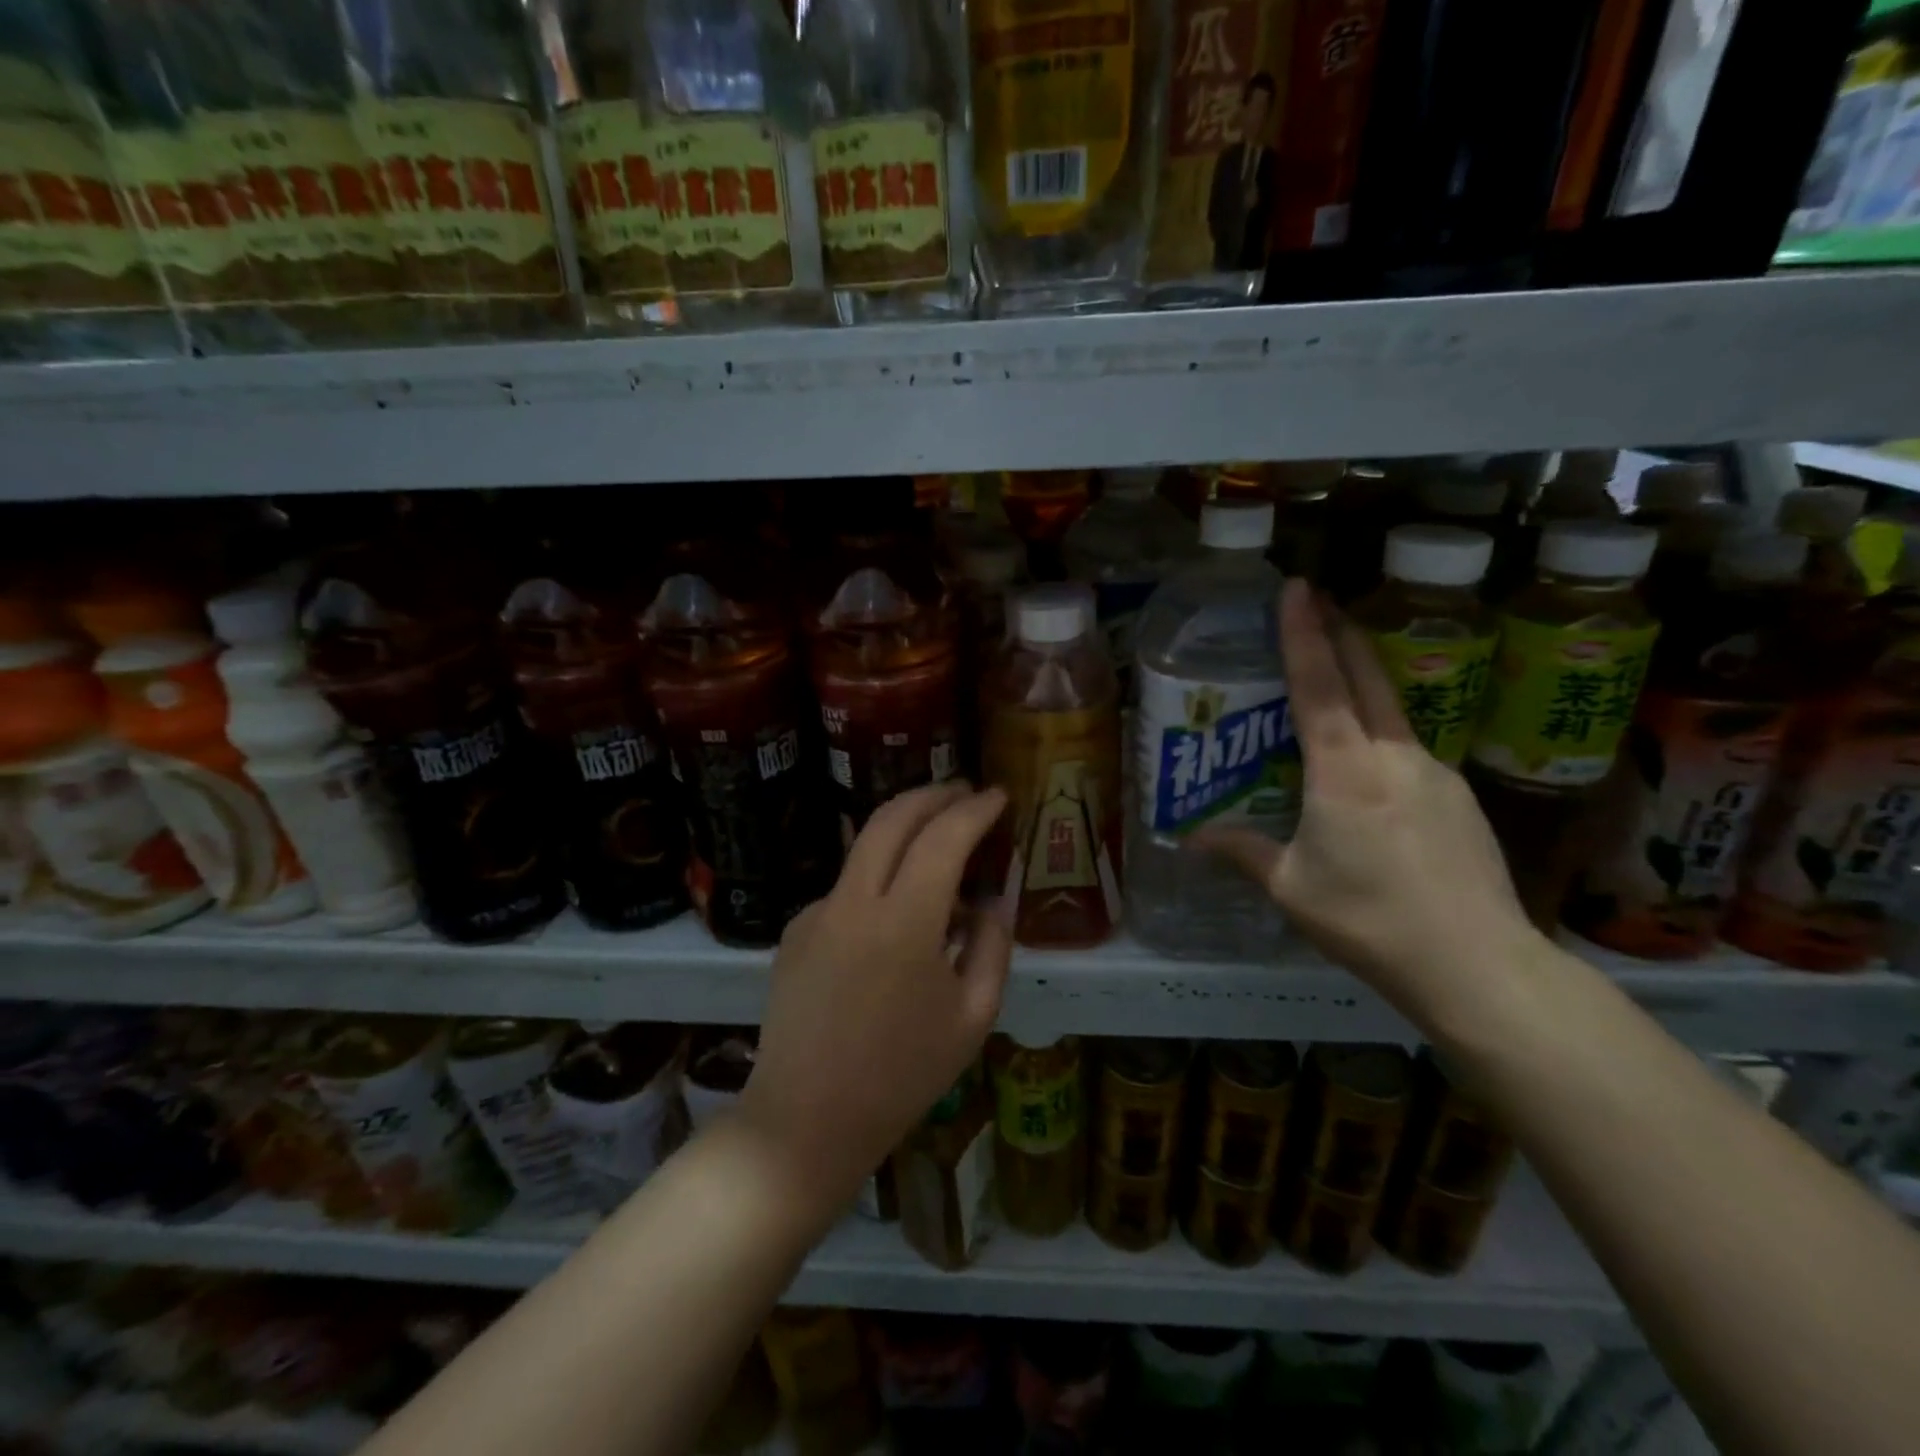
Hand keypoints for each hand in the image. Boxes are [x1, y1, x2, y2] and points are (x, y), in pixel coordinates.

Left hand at [737, 783, 1010, 1224]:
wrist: (804, 1121)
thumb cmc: (903, 1077)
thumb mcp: (973, 1017)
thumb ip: (992, 945)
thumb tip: (990, 898)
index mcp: (904, 924)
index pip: (944, 837)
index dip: (975, 810)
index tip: (999, 796)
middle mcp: (853, 902)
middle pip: (892, 817)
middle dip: (933, 794)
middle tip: (965, 792)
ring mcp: (816, 912)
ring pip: (865, 846)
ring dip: (905, 829)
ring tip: (940, 843)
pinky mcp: (795, 929)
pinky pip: (847, 888)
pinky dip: (879, 880)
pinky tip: (895, 917)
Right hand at [1191, 580, 1540, 1031]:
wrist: (1477, 964)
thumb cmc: (1368, 919)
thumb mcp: (1290, 887)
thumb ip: (1242, 852)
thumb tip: (1192, 837)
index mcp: (1343, 769)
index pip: (1319, 684)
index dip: (1304, 632)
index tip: (1297, 587)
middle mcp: (1393, 755)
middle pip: (1367, 676)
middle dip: (1341, 632)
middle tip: (1321, 599)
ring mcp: (1435, 773)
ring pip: (1393, 712)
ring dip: (1364, 684)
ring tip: (1336, 685)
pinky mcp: (1460, 798)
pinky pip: (1411, 751)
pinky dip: (1383, 737)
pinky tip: (1371, 771)